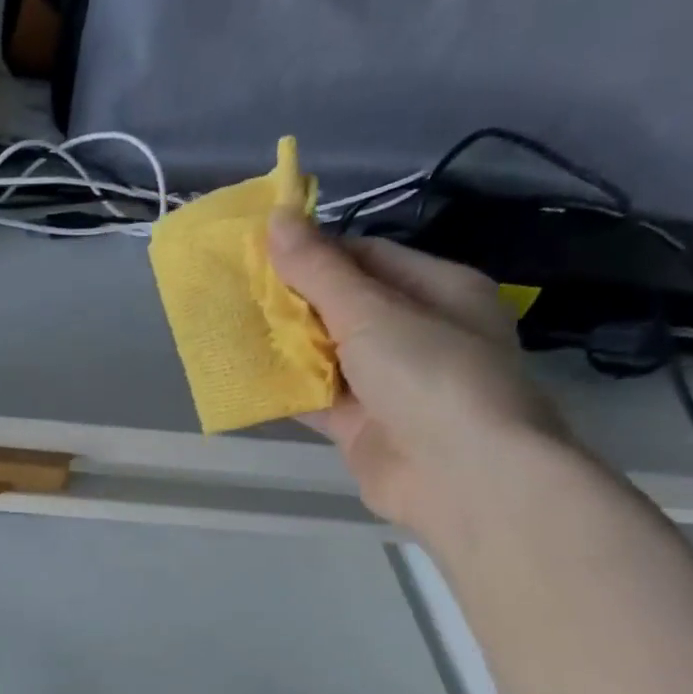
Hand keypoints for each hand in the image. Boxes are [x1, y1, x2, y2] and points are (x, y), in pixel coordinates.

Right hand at [268, 210, 568, 542]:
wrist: (463, 476)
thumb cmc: (429, 375)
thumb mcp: (372, 312)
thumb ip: (319, 270)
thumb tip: (277, 217)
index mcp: (437, 290)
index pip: (367, 258)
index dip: (315, 253)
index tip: (260, 253)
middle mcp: (416, 333)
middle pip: (344, 307)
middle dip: (293, 301)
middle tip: (236, 292)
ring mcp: (389, 384)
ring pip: (327, 355)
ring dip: (285, 347)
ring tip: (229, 328)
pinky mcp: (364, 426)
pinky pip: (318, 399)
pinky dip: (286, 390)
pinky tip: (244, 378)